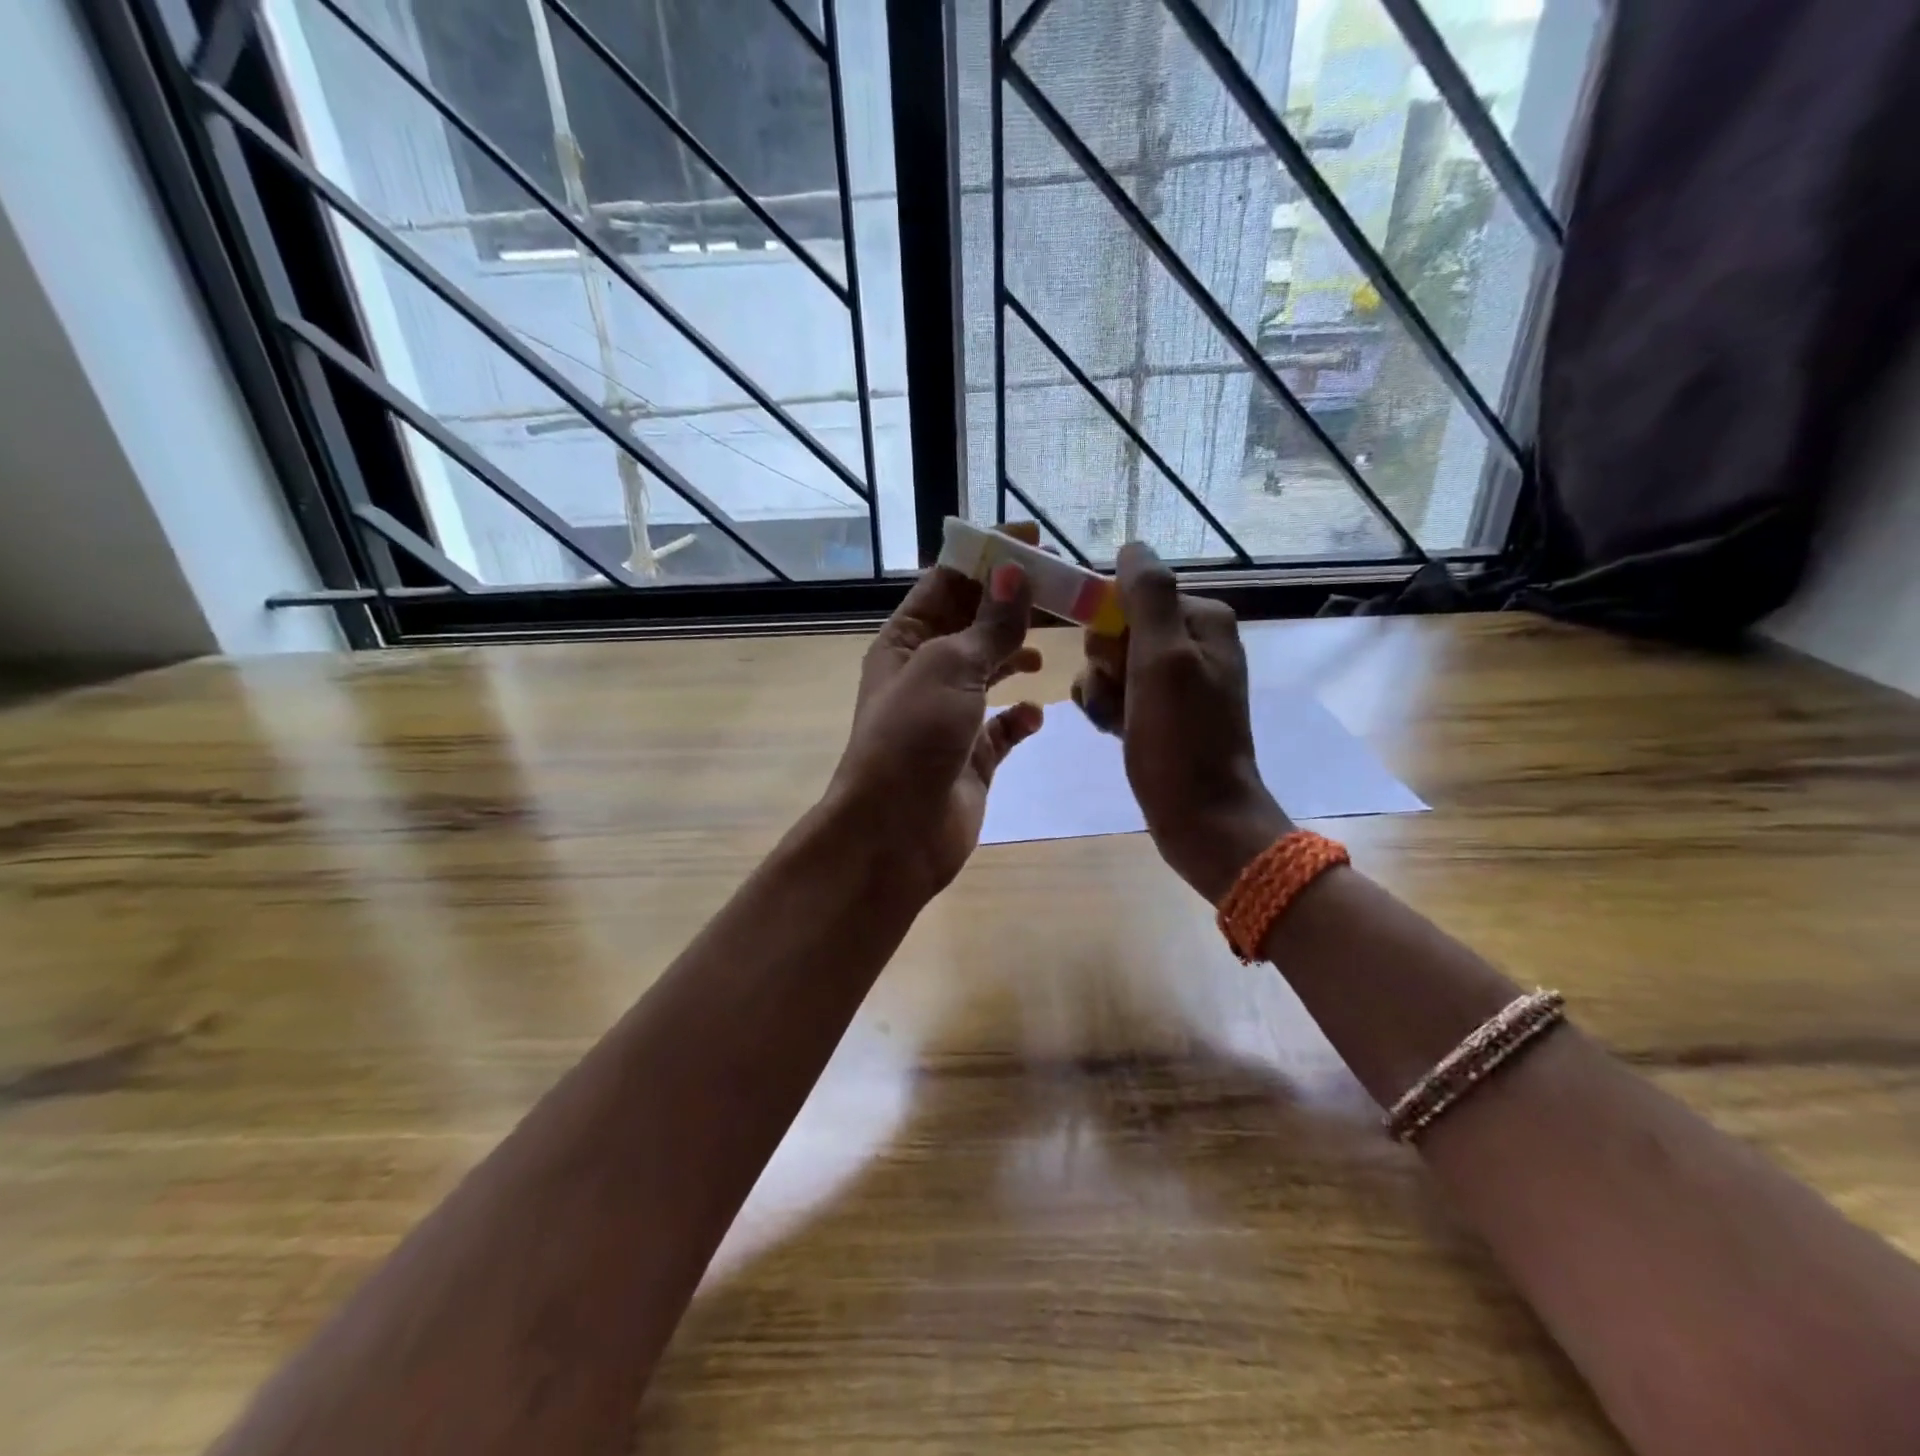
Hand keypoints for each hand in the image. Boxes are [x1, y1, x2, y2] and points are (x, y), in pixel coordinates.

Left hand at [828, 560, 1043, 900]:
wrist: (896, 832)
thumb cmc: (914, 736)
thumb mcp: (951, 668)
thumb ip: (990, 624)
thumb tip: (1015, 572)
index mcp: (906, 641)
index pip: (947, 583)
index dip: (987, 557)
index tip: (1033, 540)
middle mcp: (926, 672)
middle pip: (974, 624)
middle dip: (1013, 605)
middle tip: (1064, 590)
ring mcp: (950, 716)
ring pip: (991, 672)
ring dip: (1018, 656)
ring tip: (1054, 646)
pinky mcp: (972, 756)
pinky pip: (1003, 728)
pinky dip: (1020, 717)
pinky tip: (1035, 714)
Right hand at [1071, 542, 1291, 902]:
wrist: (1201, 818)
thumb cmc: (1180, 740)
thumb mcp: (1162, 659)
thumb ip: (1148, 596)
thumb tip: (1132, 545)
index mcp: (1202, 620)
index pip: (1130, 595)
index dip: (1110, 628)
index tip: (1115, 664)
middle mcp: (1192, 643)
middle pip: (1117, 629)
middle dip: (1105, 664)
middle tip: (1122, 696)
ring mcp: (1176, 680)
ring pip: (1109, 663)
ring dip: (1101, 691)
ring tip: (1118, 722)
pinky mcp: (1161, 712)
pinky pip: (1116, 692)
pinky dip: (1108, 710)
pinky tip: (1115, 732)